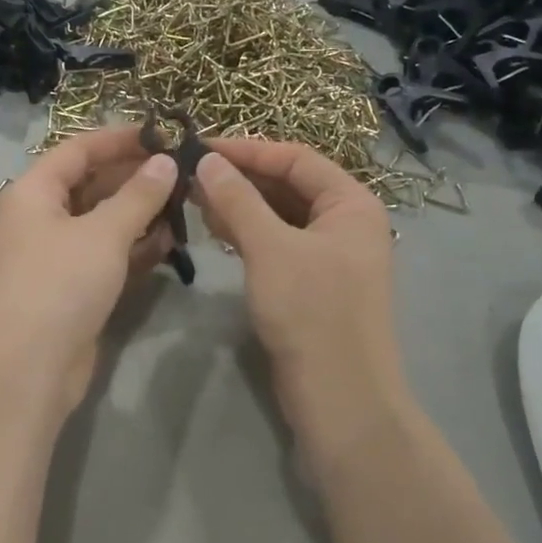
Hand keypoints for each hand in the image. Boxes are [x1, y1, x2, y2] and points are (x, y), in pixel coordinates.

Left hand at [0, 126, 178, 414]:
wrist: (27, 369)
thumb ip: (139, 195)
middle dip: (137, 179)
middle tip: (185, 175)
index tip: (164, 135)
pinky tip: (170, 244)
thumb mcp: (103, 233)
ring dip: (141, 215)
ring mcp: (57, 255)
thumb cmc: (60, 285)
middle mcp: (42, 218)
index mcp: (35, 192)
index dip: (121, 139)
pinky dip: (135, 248)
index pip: (79, 149)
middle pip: (93, 185)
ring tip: (186, 207)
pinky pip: (107, 255)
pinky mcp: (73, 288)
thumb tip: (166, 162)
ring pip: (104, 222)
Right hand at [192, 139, 411, 455]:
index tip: (200, 147)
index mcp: (351, 203)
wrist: (338, 395)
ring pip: (279, 216)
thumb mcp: (270, 248)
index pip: (296, 158)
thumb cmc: (311, 311)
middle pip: (288, 185)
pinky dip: (248, 234)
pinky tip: (216, 231)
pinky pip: (276, 244)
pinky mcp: (310, 283)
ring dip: (240, 206)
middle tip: (190, 176)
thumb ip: (238, 200)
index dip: (248, 150)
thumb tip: (207, 161)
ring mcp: (328, 255)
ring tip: (194, 201)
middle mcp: (344, 222)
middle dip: (240, 179)